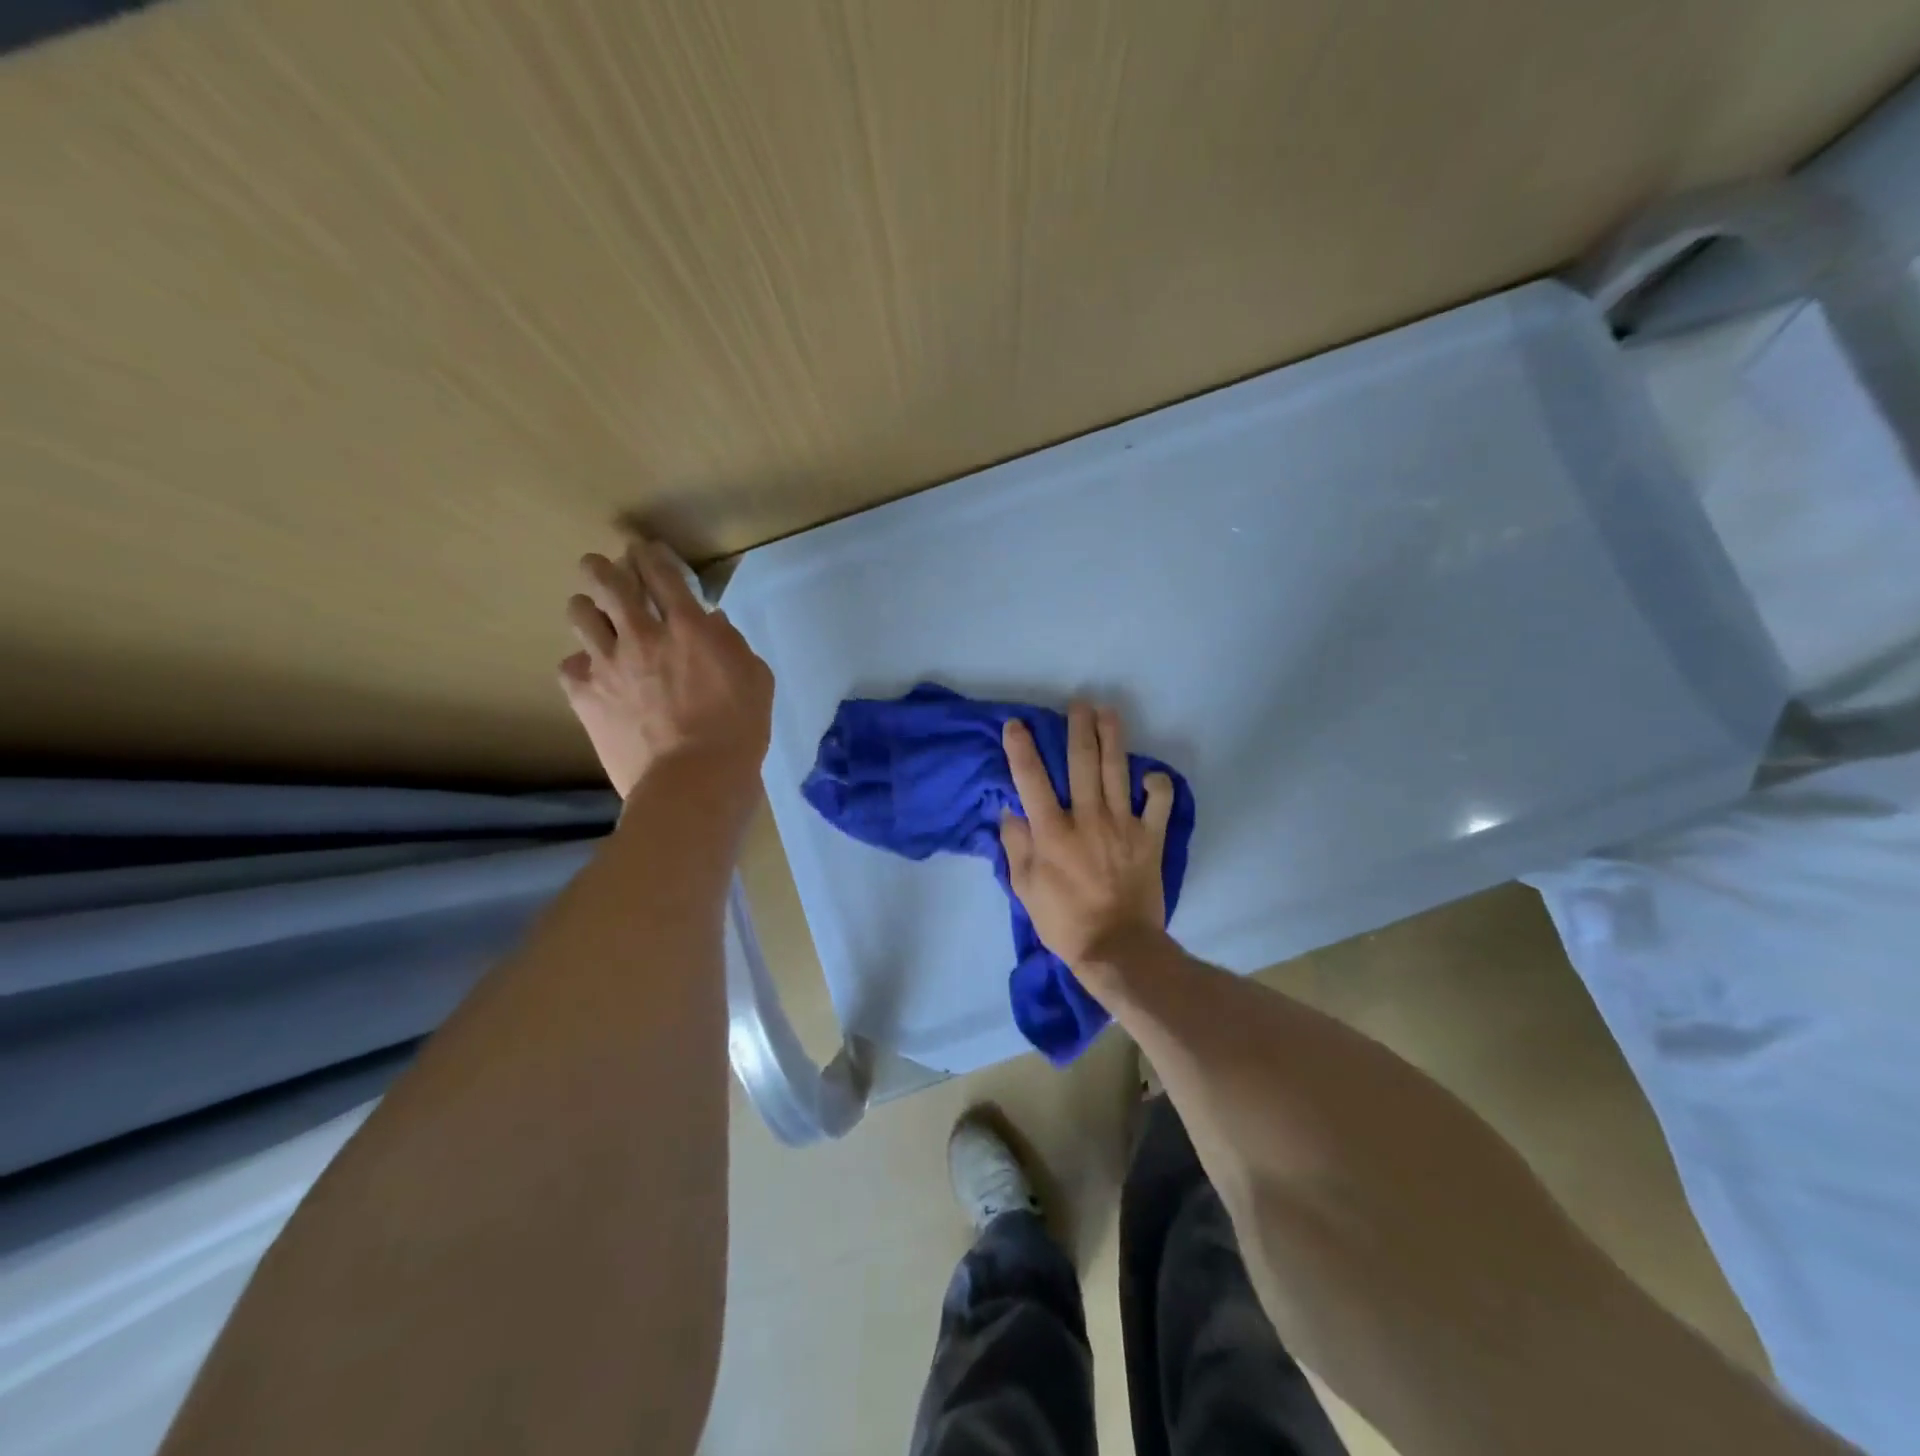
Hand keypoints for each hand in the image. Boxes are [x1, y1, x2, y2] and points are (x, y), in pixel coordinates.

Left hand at [558, 541, 773, 801]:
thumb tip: (711, 622)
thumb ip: (731, 643)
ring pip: (580, 614)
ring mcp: (608, 664)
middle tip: (603, 567)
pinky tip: (590, 672)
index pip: (662, 574)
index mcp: (688, 627)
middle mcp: (642, 635)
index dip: (650, 555)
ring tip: (590, 613)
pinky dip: (580, 664)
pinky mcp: (585, 696)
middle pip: (610, 582)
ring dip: (586, 607)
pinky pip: (569, 666)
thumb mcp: (756, 679)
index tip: (644, 550)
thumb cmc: (738, 729)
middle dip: (604, 568)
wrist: (695, 779)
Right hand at [999, 703, 1174, 969]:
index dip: (1021, 748)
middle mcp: (1087, 818)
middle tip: (1078, 703)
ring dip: (1113, 738)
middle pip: (1081, 762)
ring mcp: (1123, 825)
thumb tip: (1011, 811)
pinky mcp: (1150, 838)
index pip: (1031, 779)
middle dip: (1078, 728)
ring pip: (1118, 771)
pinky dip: (1158, 785)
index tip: (1016, 724)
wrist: (1117, 949)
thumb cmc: (1063, 922)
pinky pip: (1159, 803)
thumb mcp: (1025, 888)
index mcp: (1052, 831)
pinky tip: (1151, 775)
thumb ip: (1017, 845)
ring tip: (1108, 713)